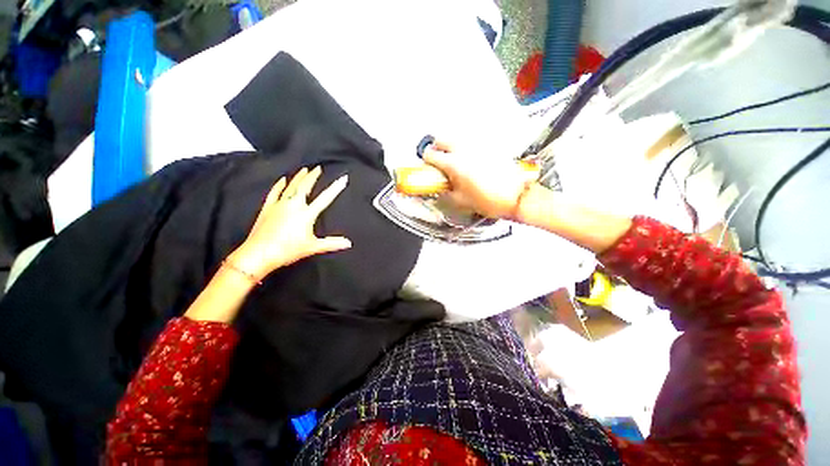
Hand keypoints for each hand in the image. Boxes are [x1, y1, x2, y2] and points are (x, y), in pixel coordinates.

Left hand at [228, 167, 351, 280]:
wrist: (259, 253)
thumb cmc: (287, 250)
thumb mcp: (313, 247)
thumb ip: (332, 243)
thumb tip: (348, 243)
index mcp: (306, 214)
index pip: (325, 198)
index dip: (335, 188)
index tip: (342, 178)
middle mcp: (293, 205)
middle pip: (305, 187)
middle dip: (313, 176)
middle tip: (318, 168)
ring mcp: (279, 205)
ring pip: (290, 187)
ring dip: (298, 178)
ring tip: (304, 170)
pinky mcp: (267, 208)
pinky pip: (274, 192)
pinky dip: (279, 185)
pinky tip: (282, 180)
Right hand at [423, 140, 537, 219]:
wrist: (516, 197)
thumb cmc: (489, 200)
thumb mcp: (461, 201)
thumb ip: (446, 192)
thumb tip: (440, 187)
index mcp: (454, 164)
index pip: (431, 155)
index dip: (426, 160)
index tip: (427, 165)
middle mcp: (464, 150)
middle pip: (442, 139)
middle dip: (436, 148)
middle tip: (438, 160)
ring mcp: (478, 146)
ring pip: (456, 139)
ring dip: (450, 148)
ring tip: (454, 162)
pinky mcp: (489, 146)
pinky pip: (471, 143)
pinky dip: (465, 149)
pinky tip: (470, 162)